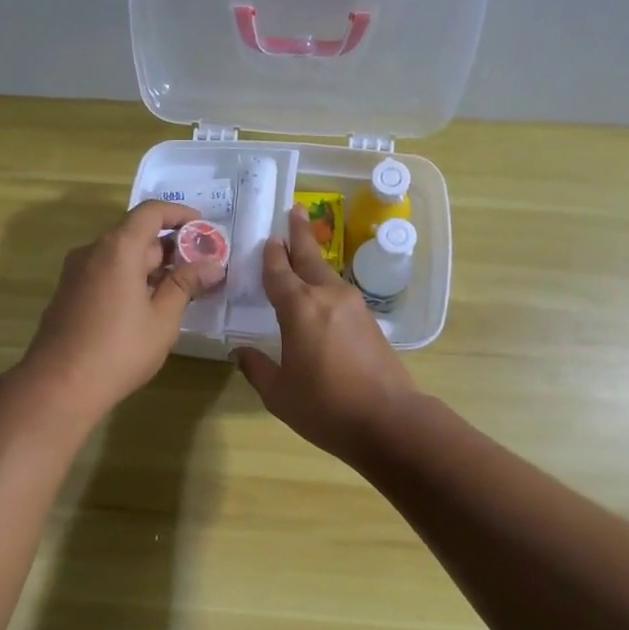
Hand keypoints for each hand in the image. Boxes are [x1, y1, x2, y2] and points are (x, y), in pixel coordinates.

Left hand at [20, 200, 224, 421]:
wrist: (59, 386)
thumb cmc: (119, 350)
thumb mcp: (163, 319)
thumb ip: (186, 285)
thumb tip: (213, 265)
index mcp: (118, 248)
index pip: (151, 212)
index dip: (180, 215)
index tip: (204, 229)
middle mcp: (93, 251)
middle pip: (136, 234)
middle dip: (170, 247)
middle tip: (201, 269)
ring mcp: (76, 273)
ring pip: (121, 256)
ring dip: (151, 266)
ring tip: (180, 290)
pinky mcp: (69, 294)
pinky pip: (106, 273)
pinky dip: (130, 279)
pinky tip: (147, 307)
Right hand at [234, 205, 421, 460]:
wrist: (388, 420)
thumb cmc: (325, 407)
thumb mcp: (279, 393)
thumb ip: (257, 368)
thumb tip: (240, 351)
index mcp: (300, 309)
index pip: (279, 273)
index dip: (270, 256)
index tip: (267, 238)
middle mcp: (328, 297)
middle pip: (310, 258)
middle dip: (299, 234)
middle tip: (294, 210)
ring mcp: (354, 307)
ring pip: (328, 273)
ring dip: (314, 258)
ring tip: (304, 247)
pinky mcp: (370, 322)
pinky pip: (341, 292)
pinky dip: (327, 283)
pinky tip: (322, 291)